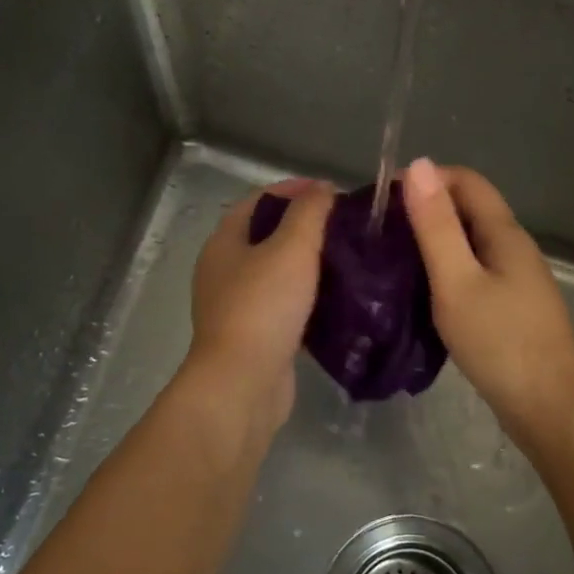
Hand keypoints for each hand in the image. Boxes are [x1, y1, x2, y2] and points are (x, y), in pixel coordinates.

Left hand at [186, 178, 334, 436]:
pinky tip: (339, 299)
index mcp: (224, 243)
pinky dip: (309, 298)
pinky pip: (285, 306)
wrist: (243, 383)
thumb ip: (309, 212)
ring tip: (349, 258)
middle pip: (267, 236)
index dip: (292, 189)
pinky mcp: (255, 336)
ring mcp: (237, 306)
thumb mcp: (291, 248)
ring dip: (309, 264)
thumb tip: (323, 189)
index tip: (331, 191)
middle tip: (345, 226)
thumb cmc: (263, 307)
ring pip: (278, 273)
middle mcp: (224, 271)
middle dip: (304, 227)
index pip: (257, 201)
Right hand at [402, 158, 573, 448]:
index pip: (467, 181)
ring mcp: (517, 278)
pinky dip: (447, 269)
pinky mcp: (513, 305)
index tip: (386, 202)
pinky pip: (475, 270)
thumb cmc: (498, 343)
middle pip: (470, 209)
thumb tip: (420, 165)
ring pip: (471, 242)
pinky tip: (425, 291)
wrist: (547, 407)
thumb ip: (436, 227)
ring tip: (395, 260)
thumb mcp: (457, 282)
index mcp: (505, 233)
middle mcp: (515, 247)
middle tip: (383, 233)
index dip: (427, 180)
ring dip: (435, 241)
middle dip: (427, 210)